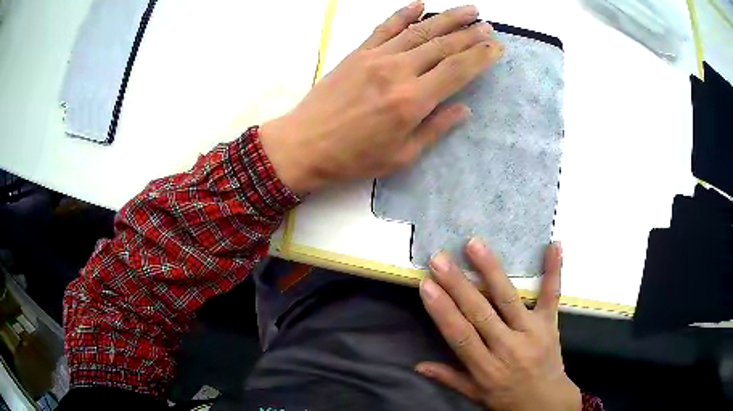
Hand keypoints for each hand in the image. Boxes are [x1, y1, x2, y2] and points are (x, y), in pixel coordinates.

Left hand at [260, 2, 503, 194]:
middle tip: (489, 26)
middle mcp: (398, 72)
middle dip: (470, 33)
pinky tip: (420, 4)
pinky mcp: (357, 53)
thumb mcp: (400, 155)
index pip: (457, 70)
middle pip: (443, 45)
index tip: (497, 47)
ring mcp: (376, 58)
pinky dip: (404, 14)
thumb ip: (435, 129)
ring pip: (419, 31)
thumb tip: (464, 109)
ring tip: (469, 10)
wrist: (303, 144)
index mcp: (412, 101)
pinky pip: (385, 27)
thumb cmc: (353, 158)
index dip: (481, 56)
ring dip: (447, 18)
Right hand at [417, 239, 580, 410]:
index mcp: (487, 368)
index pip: (461, 336)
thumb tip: (418, 365)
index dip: (443, 311)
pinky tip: (553, 245)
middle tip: (440, 258)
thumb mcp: (475, 396)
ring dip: (491, 270)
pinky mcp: (550, 323)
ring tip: (475, 245)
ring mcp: (532, 332)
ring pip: (509, 299)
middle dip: (458, 284)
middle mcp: (508, 347)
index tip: (426, 285)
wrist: (547, 403)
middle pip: (481, 313)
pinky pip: (552, 295)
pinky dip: (553, 270)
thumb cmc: (507, 400)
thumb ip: (449, 378)